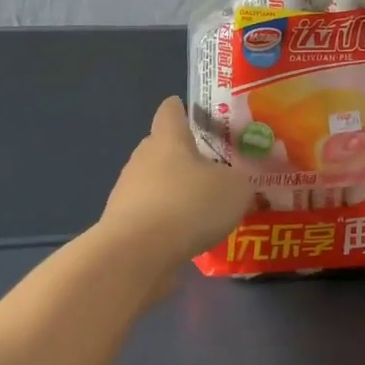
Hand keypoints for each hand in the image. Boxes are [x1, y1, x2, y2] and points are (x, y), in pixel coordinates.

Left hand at [98, 97, 254, 273]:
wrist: (136, 255)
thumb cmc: (188, 205)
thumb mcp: (235, 189)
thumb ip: (242, 179)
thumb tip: (241, 179)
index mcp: (168, 138)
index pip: (171, 110)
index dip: (184, 109)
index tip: (200, 114)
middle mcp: (142, 158)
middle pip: (163, 147)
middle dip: (186, 156)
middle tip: (216, 168)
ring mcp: (127, 192)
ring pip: (156, 183)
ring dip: (176, 192)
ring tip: (205, 210)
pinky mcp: (122, 225)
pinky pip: (151, 215)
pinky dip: (167, 222)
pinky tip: (187, 238)